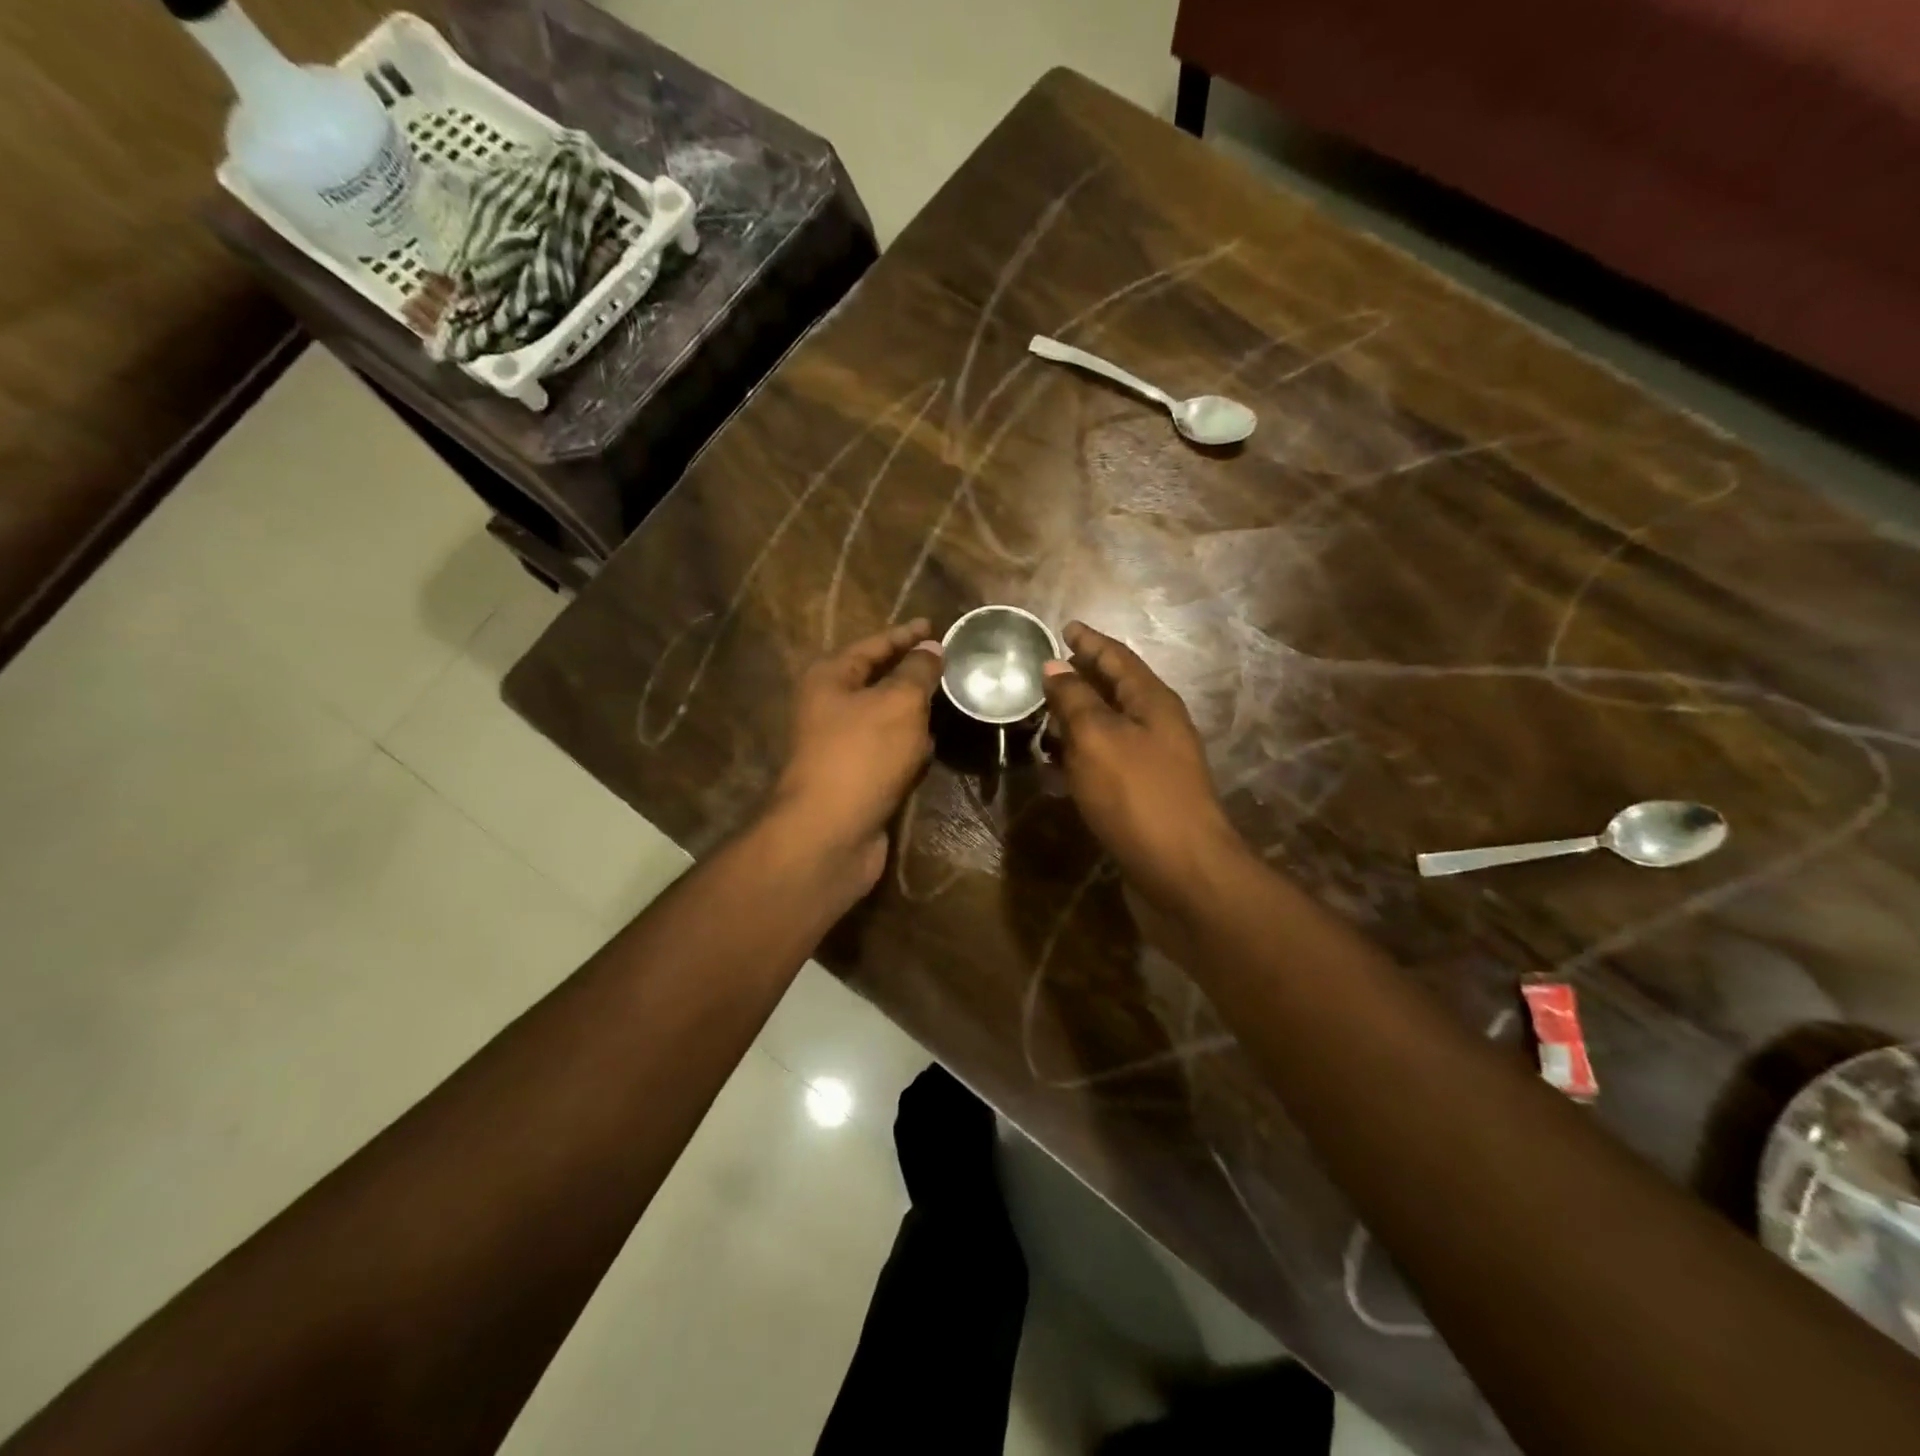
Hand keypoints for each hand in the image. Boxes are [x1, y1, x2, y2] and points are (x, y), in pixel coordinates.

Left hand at [768, 619, 943, 894]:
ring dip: (914, 711)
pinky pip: (888, 751)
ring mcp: (841, 745)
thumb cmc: (863, 755)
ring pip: (885, 718)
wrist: (830, 833)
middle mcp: (829, 707)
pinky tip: (932, 746)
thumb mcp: (898, 703)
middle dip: (912, 672)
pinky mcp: (856, 777)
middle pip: (877, 680)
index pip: (873, 645)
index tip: (935, 627)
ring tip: (949, 699)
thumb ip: (917, 672)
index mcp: (830, 678)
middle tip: (950, 664)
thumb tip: (931, 648)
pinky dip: (908, 746)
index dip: (906, 635)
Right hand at [1042, 621, 1244, 911]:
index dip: (1090, 641)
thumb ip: (1075, 700)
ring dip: (1076, 718)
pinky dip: (1079, 754)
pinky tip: (1055, 763)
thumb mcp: (1098, 738)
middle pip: (1114, 690)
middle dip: (1081, 678)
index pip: (1117, 658)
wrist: (1182, 871)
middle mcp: (1156, 725)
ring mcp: (1152, 762)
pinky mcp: (1141, 794)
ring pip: (1108, 727)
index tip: (1065, 627)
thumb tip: (1055, 666)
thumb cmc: (1139, 795)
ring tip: (1039, 714)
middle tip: (1043, 671)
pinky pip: (1105, 759)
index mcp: (1152, 702)